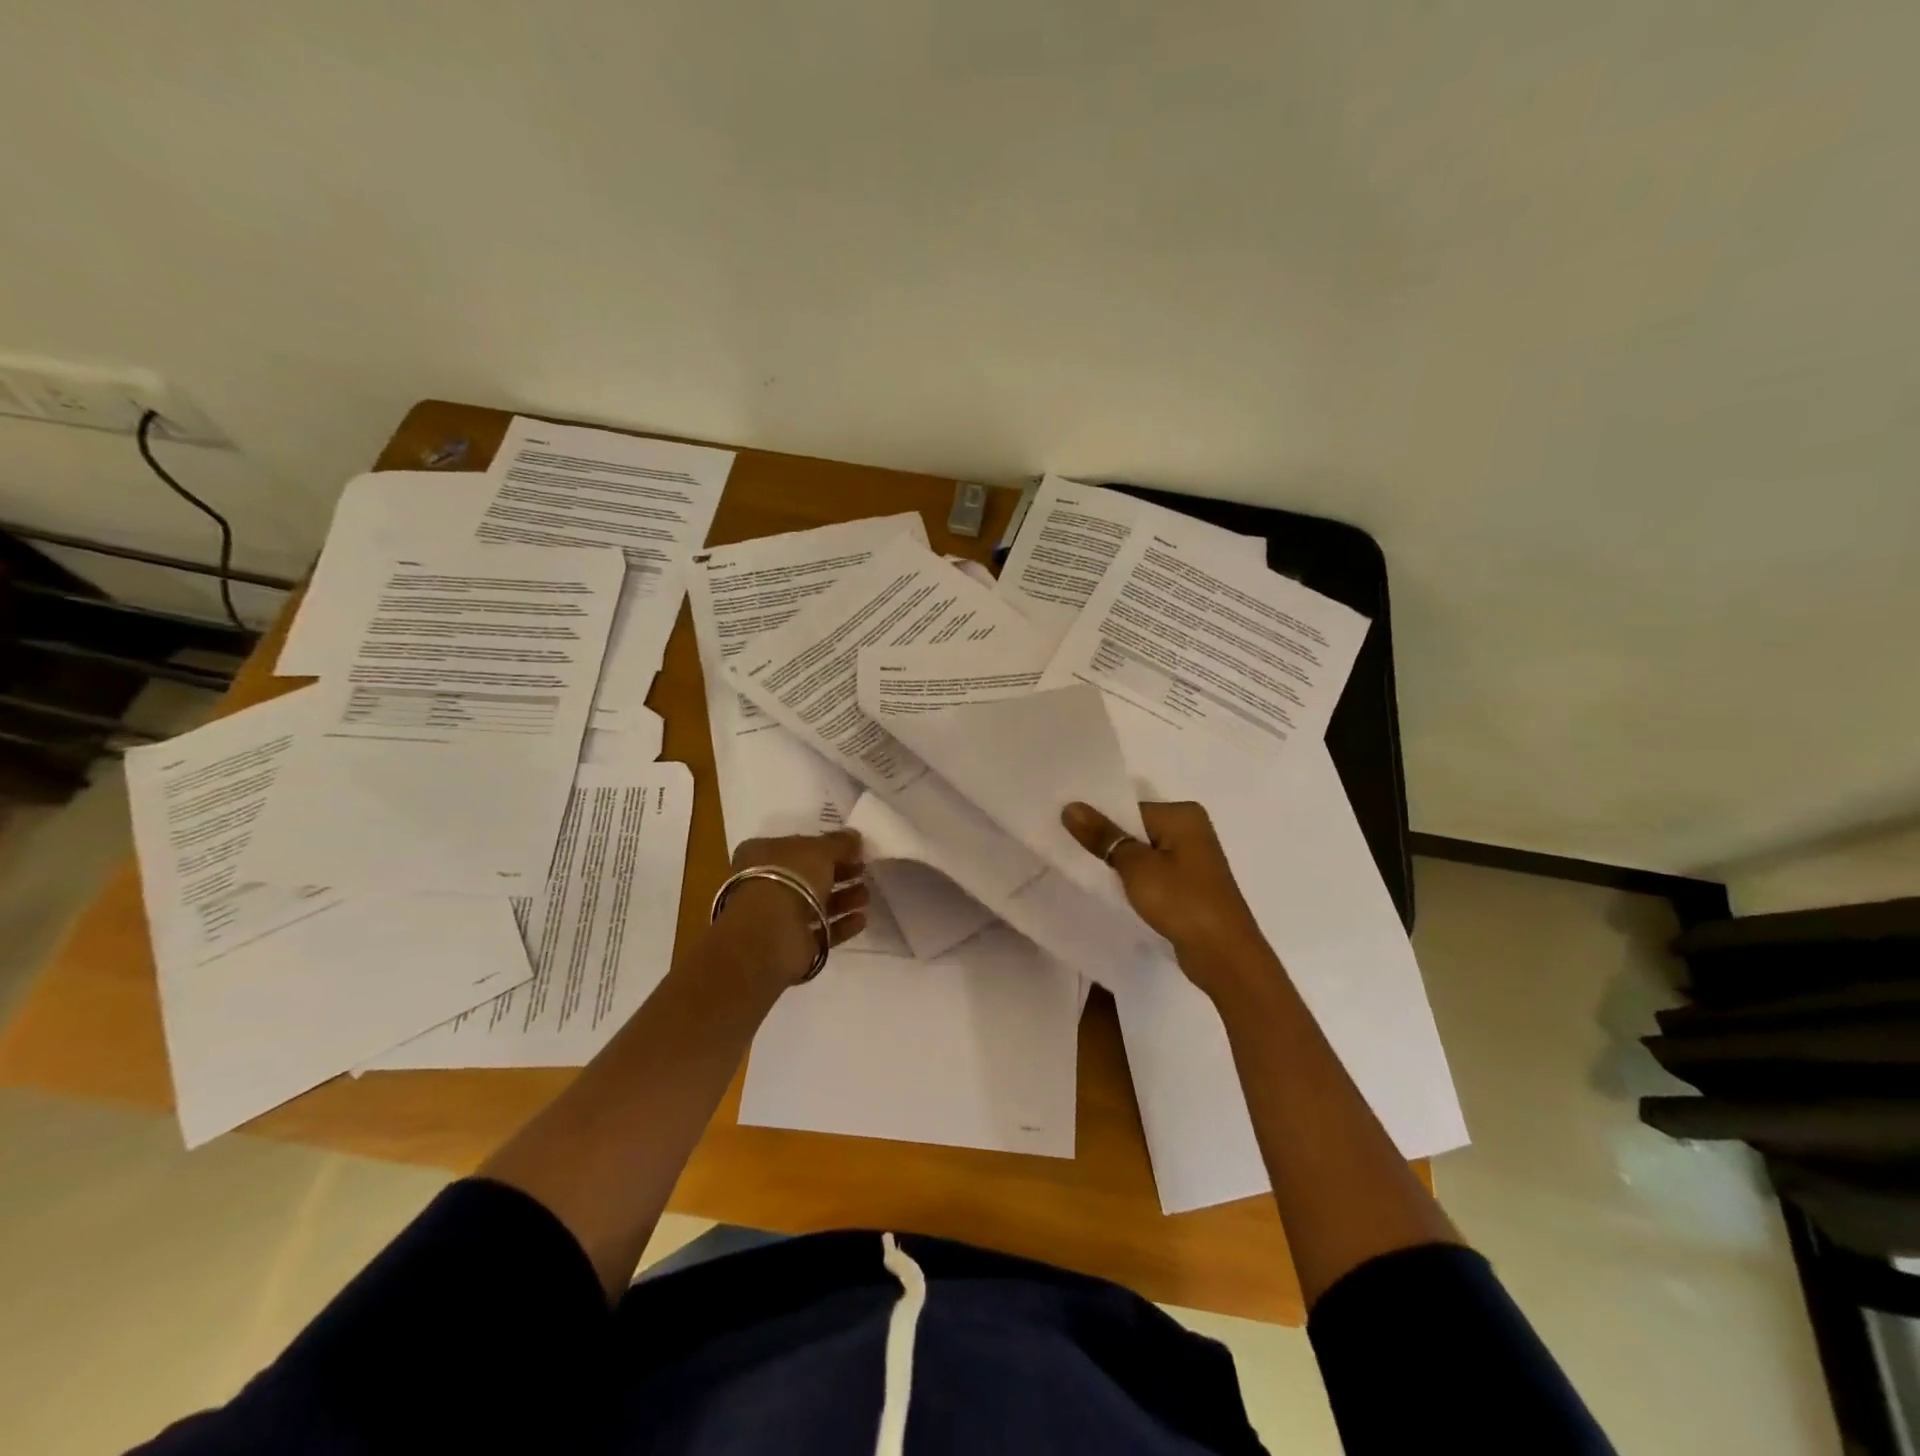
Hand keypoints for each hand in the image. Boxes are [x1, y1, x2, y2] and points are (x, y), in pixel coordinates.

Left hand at [719, 828, 868, 985]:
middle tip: (864, 871)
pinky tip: (861, 919)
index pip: (798, 846)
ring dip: (843, 899)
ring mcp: (777, 916)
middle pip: (809, 876)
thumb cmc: (790, 878)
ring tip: (866, 895)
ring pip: (815, 904)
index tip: (853, 850)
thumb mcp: (820, 850)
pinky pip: (821, 931)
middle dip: (839, 873)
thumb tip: (854, 836)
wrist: (771, 933)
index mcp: (762, 854)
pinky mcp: (791, 944)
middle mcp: (765, 883)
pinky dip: (841, 925)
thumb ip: (839, 843)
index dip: (826, 847)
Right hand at [1061, 800, 1275, 996]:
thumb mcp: (1135, 866)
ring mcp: (1192, 859)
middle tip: (1066, 849)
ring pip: (1143, 852)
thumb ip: (1102, 836)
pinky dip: (1134, 879)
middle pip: (1135, 828)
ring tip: (1083, 870)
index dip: (1097, 820)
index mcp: (1183, 815)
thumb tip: (1070, 807)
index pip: (1128, 808)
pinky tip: (1111, 890)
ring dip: (1119, 863)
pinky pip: (1153, 872)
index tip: (1064, 831)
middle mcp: (1191, 830)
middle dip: (1106, 840)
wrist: (1223, 956)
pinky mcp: (1189, 884)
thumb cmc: (1181, 902)